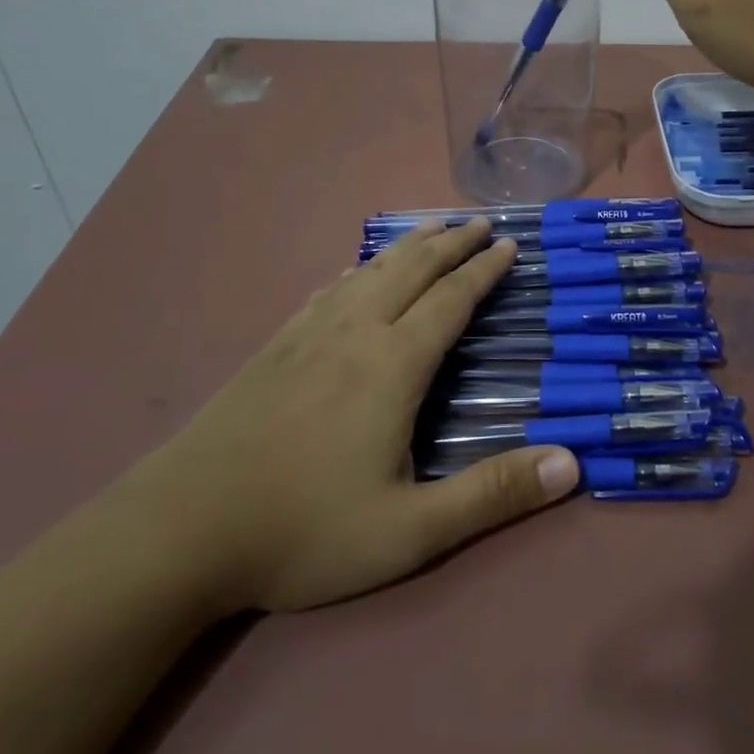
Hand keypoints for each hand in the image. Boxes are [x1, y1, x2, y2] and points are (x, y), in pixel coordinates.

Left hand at [122, 220, 579, 612]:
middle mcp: (354, 333)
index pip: (451, 300)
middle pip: (411, 269)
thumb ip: (492, 495)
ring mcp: (307, 336)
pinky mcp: (273, 348)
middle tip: (480, 222)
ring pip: (368, 272)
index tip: (509, 244)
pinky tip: (352, 275)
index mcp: (393, 365)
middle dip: (451, 242)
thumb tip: (572, 464)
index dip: (484, 270)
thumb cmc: (304, 530)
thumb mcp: (411, 530)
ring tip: (431, 232)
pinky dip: (355, 271)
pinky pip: (326, 291)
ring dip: (407, 247)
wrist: (181, 529)